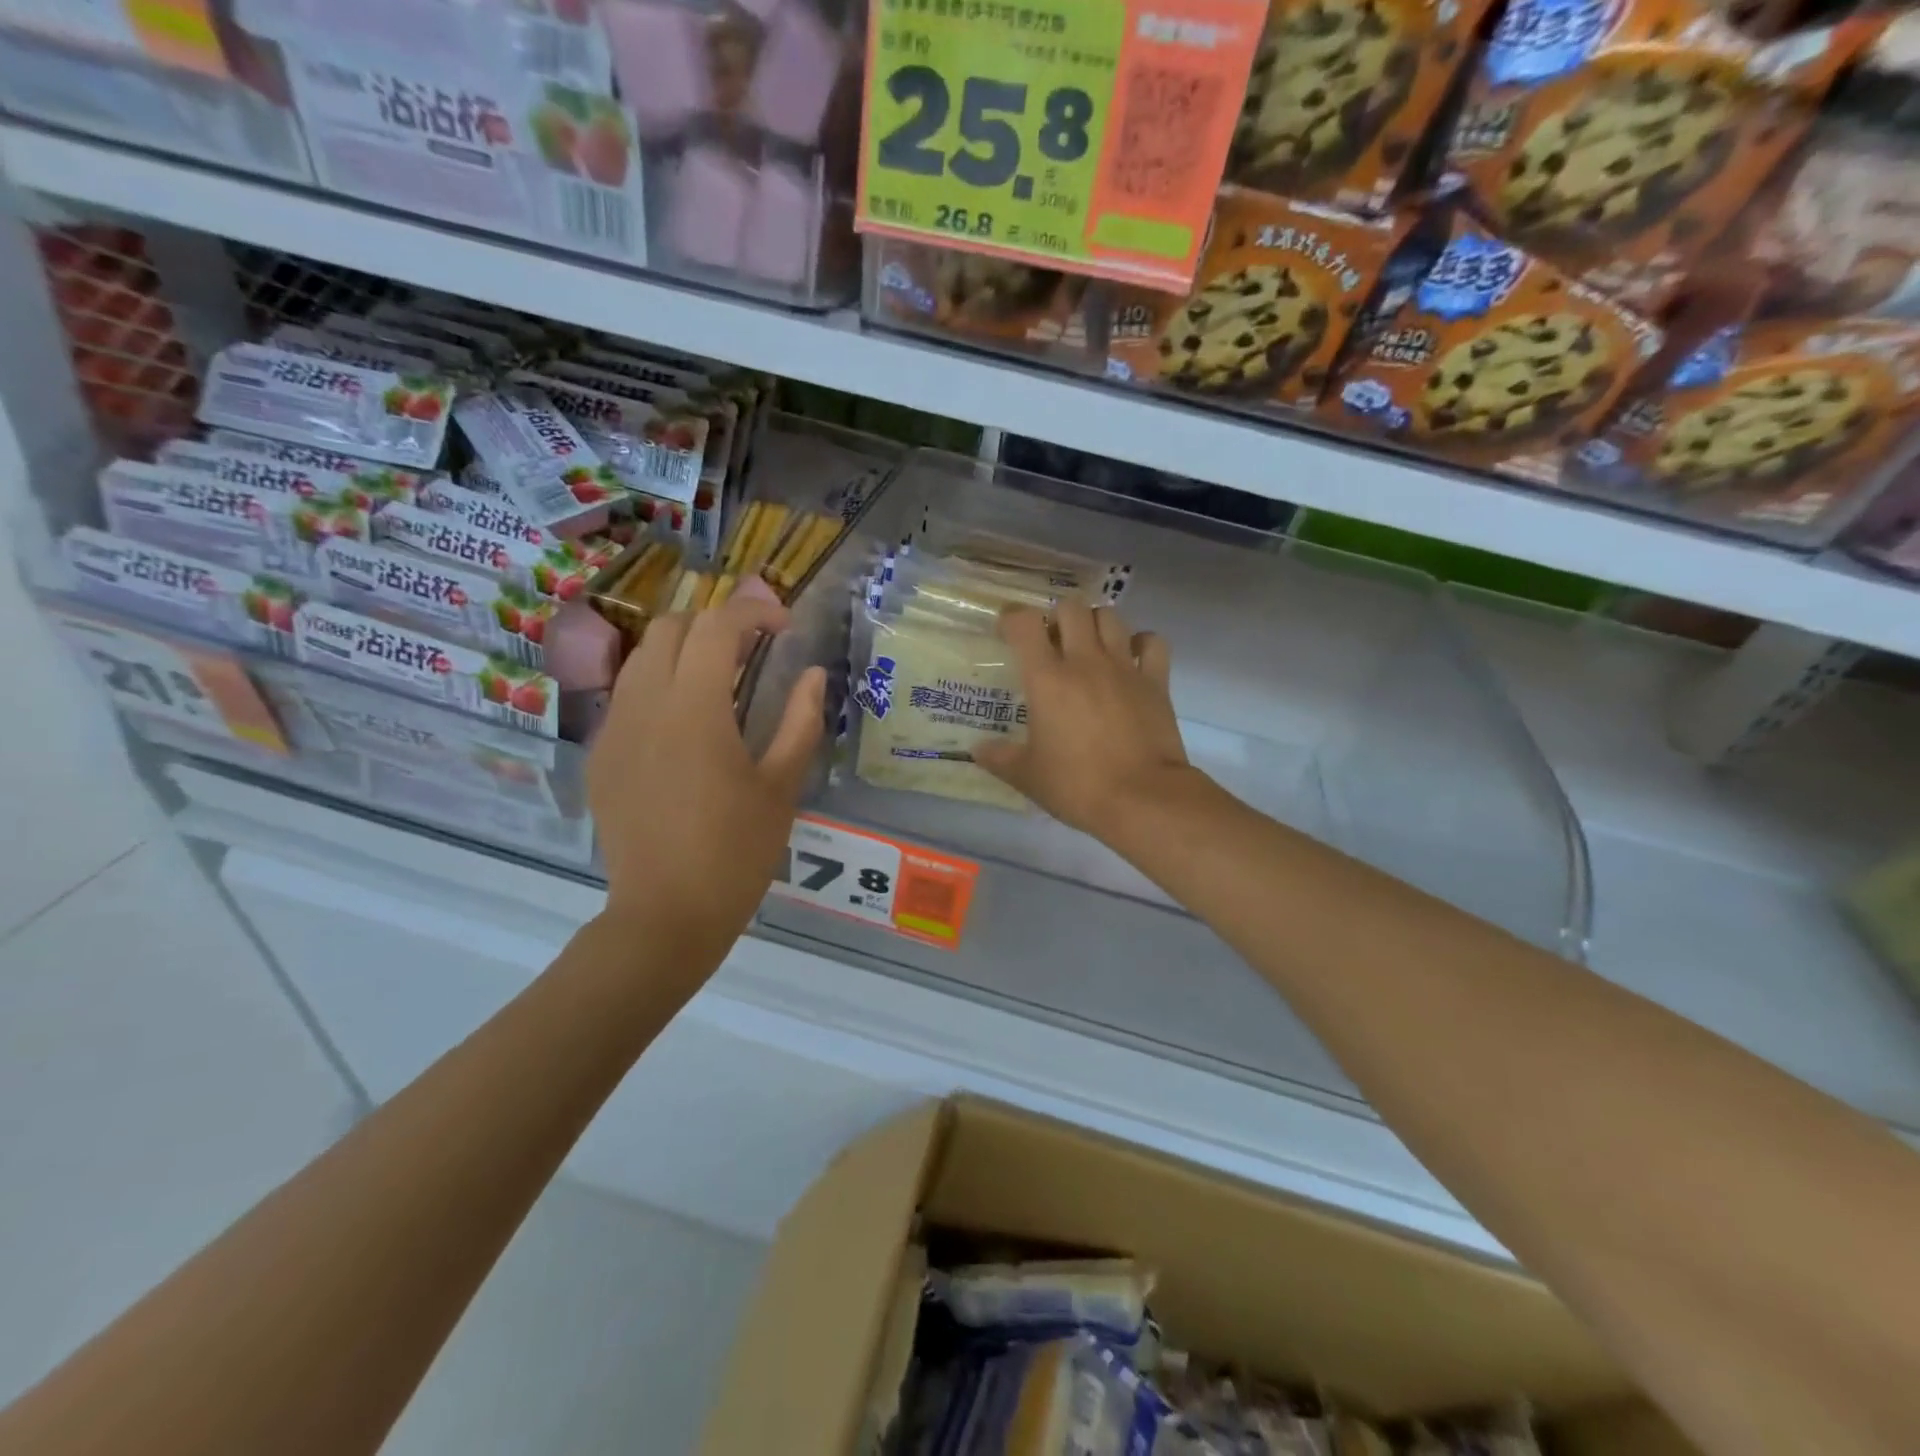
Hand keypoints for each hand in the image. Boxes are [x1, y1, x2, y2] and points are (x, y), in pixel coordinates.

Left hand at [586, 581, 824, 973]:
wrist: (666, 915)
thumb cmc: (736, 852)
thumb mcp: (781, 787)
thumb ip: (800, 721)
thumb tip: (812, 675)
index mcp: (695, 709)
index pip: (718, 627)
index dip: (754, 612)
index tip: (784, 626)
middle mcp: (645, 705)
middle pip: (671, 628)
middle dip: (715, 623)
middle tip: (753, 649)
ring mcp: (614, 729)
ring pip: (642, 658)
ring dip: (683, 651)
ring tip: (719, 680)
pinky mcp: (601, 755)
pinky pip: (627, 696)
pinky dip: (660, 686)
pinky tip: (685, 725)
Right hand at [974, 603, 1193, 840]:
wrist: (1142, 799)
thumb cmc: (1077, 786)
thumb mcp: (1028, 777)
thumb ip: (1000, 758)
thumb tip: (977, 751)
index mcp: (1047, 679)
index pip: (1025, 624)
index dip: (1012, 619)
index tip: (1007, 631)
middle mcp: (1085, 662)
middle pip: (1070, 609)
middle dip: (1057, 616)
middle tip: (1051, 641)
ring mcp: (1125, 668)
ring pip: (1110, 617)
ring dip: (1095, 623)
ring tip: (1089, 645)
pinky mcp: (1156, 682)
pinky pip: (1152, 642)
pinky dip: (1141, 642)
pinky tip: (1131, 657)